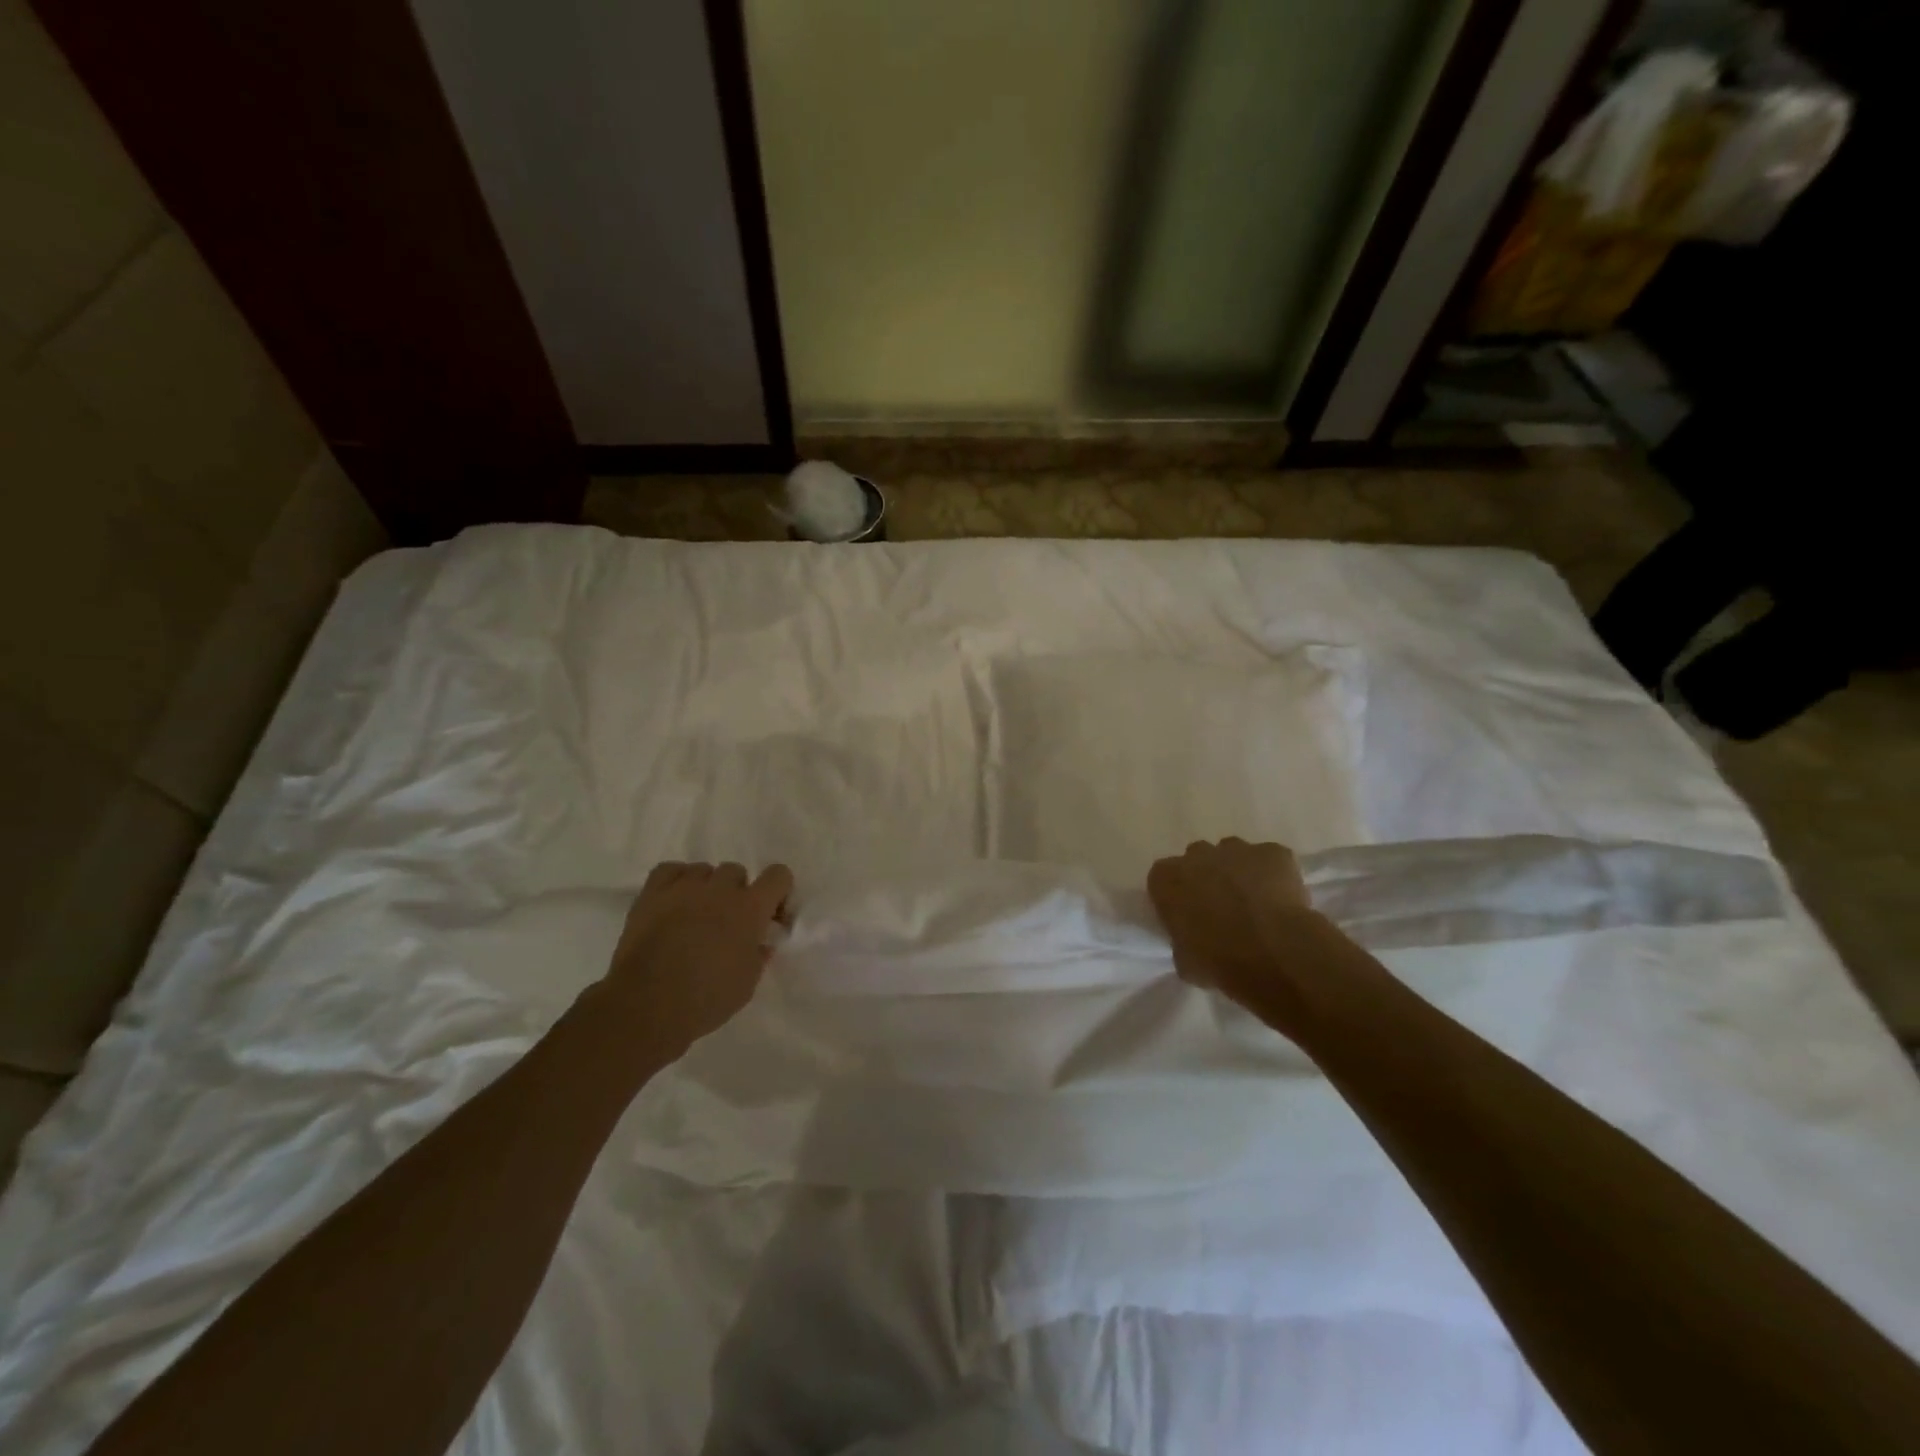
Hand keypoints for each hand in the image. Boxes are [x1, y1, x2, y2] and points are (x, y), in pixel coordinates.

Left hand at [598, 861, 794, 1054]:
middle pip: (736, 871)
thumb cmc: (706, 999)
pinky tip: (674, 902)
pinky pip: (671, 870)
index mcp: (750, 908)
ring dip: (706, 889)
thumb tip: (759, 942)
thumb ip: (758, 955)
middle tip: (727, 923)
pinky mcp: (652, 894)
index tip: (770, 917)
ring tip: (695, 915)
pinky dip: (676, 881)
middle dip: (736, 893)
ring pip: (704, 870)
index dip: (777, 892)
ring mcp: (684, 887)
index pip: (778, 875)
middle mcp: (720, 889)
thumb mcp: (747, 984)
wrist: (646, 1005)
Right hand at [1147, 837, 1316, 1015]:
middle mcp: (1197, 855)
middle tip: (1221, 908)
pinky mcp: (1274, 852)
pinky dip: (1275, 874)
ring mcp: (1237, 849)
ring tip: (1255, 904)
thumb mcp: (1184, 961)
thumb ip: (1183, 941)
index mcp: (1166, 878)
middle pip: (1197, 859)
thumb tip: (1192, 943)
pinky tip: (1283, 901)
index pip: (1162, 879)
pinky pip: (1271, 859)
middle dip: (1207, 877)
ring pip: (1234, 854)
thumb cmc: (1218, 960)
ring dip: (1239, 872)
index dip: (1176, 896)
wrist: (1272, 953)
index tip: (1187, 916)